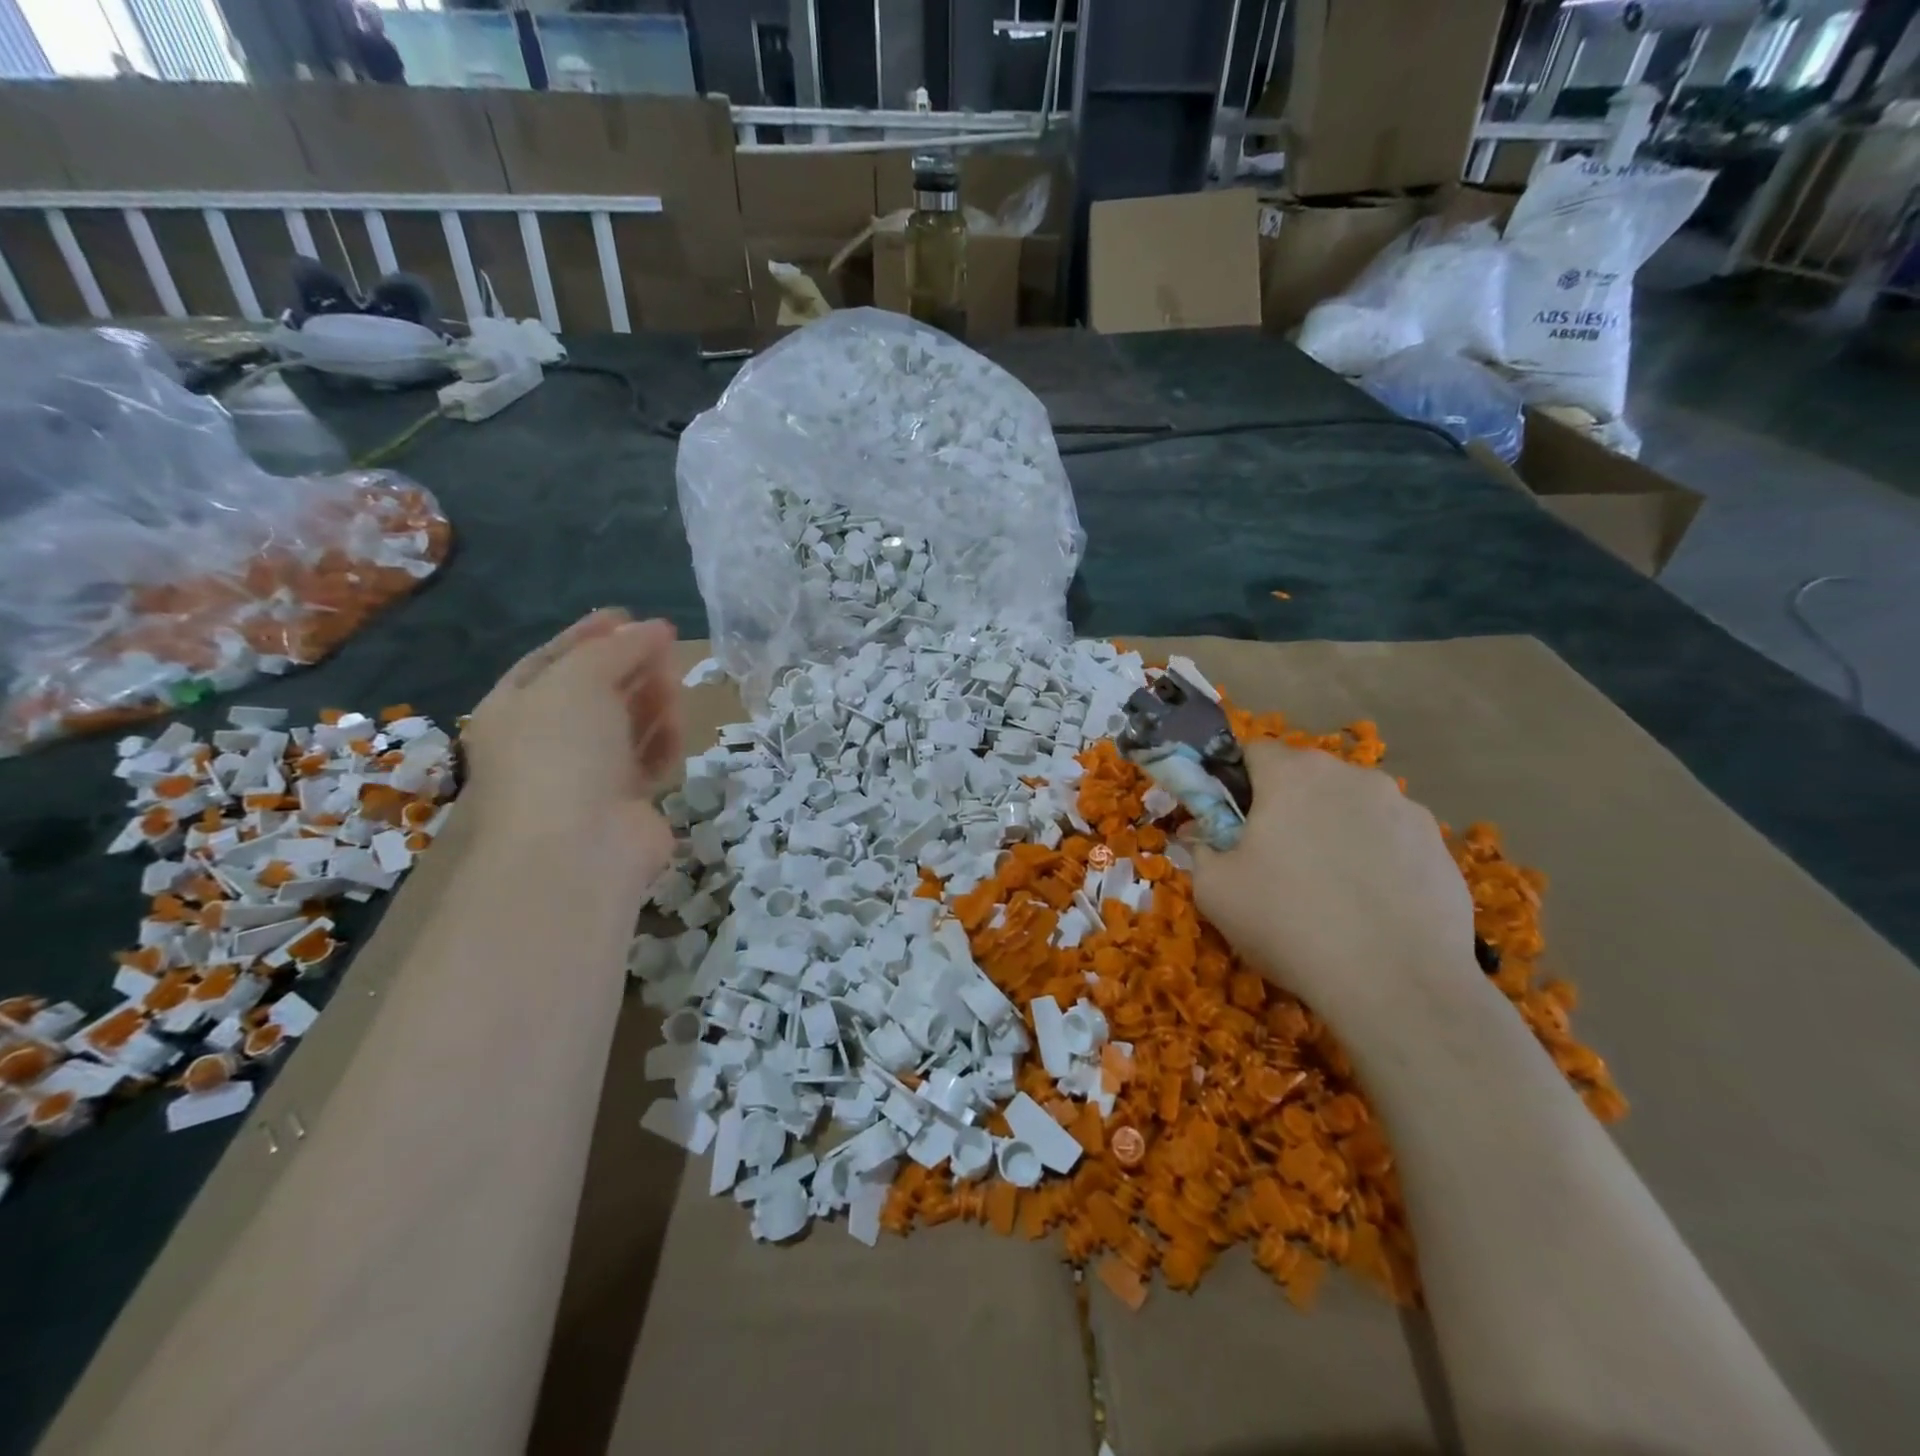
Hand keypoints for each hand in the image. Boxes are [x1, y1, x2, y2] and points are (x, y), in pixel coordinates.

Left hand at [462, 610, 683, 869]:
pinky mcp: (626, 800)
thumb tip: (654, 629)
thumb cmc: (563, 752)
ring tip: (675, 688)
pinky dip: (662, 741)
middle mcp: (548, 740)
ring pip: (626, 723)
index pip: (552, 659)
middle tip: (667, 650)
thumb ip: (617, 648)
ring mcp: (587, 773)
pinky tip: (676, 730)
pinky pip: (648, 758)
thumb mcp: (580, 680)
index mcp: (515, 708)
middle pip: (596, 690)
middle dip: (631, 666)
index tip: (629, 616)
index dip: (589, 635)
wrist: (579, 848)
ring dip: (652, 701)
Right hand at [1190, 740, 1475, 1010]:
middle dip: (1285, 806)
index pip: (1253, 750)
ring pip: (1350, 806)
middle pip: (1305, 776)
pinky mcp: (1439, 845)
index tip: (1229, 821)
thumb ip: (1201, 848)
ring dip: (1332, 829)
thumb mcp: (1215, 890)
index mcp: (1293, 775)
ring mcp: (1405, 808)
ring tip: (1328, 887)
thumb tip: (1203, 836)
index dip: (1234, 781)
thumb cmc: (1289, 924)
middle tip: (1272, 858)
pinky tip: (1369, 905)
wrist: (1397, 986)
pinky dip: (1374, 858)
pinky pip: (1390, 839)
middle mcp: (1352, 776)